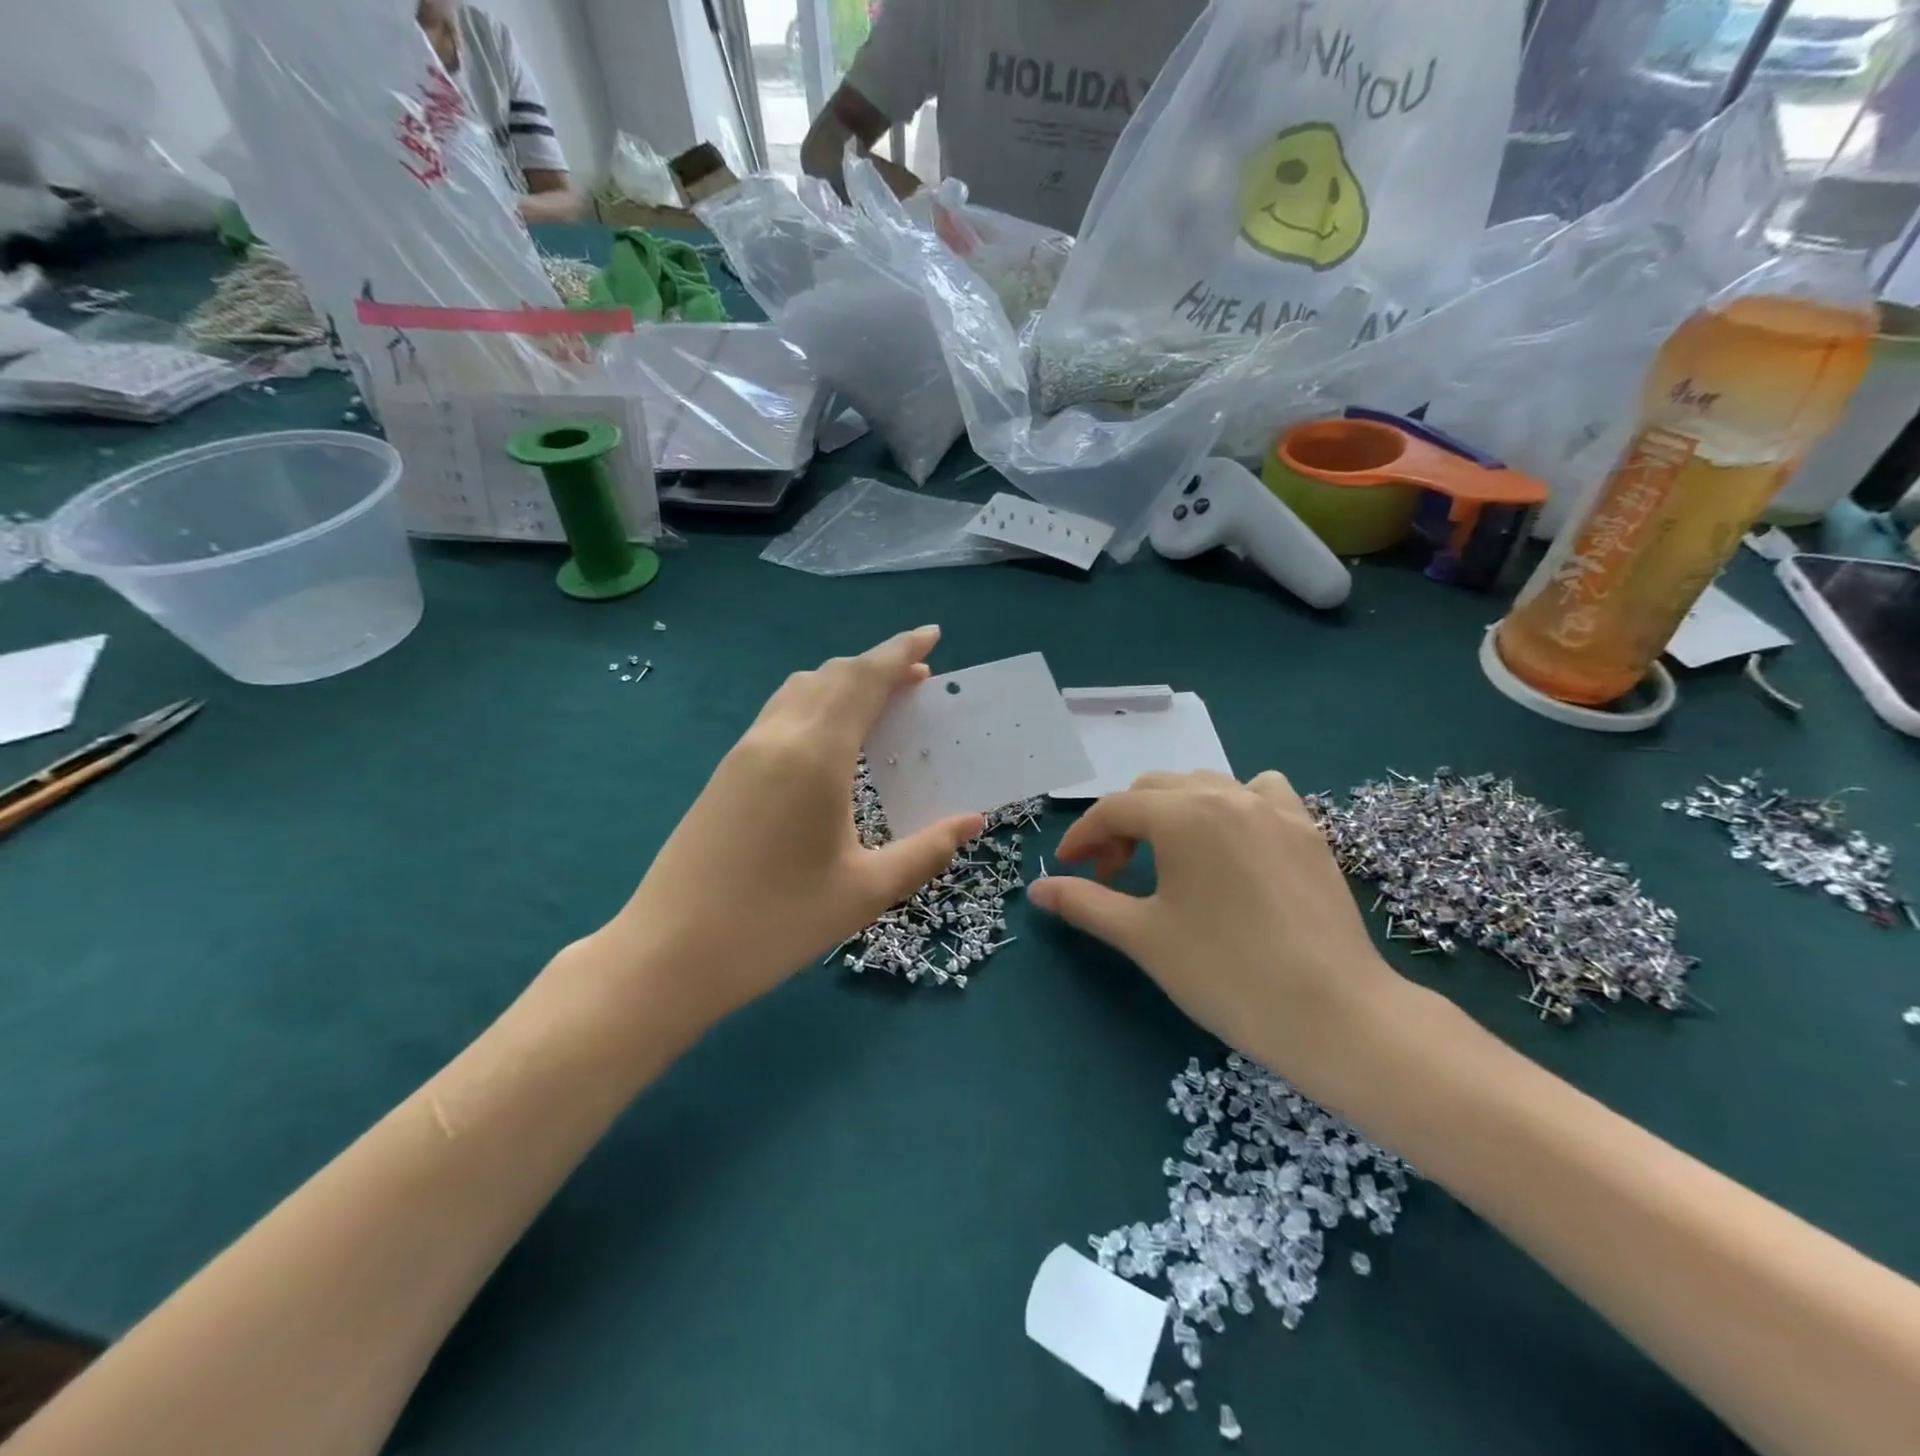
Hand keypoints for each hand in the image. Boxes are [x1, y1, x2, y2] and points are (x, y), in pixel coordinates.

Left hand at [603, 627, 982, 1031]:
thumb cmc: (776, 923)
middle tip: (919, 676)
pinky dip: (816, 703)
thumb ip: (926, 851)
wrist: (669, 953)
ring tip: (879, 702)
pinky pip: (779, 713)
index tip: (932, 634)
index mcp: (816, 755)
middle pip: (833, 675)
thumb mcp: (866, 892)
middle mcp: (778, 737)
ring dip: (843, 681)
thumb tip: (973, 822)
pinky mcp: (726, 772)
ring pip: (800, 689)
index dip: (901, 652)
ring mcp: (744, 751)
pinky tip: (830, 740)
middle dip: (879, 665)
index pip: (866, 680)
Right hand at [1028, 771, 1400, 1101]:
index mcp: (1182, 814)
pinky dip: (1233, 804)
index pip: (1114, 809)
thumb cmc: (1225, 973)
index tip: (1068, 869)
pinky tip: (1234, 840)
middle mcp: (1226, 795)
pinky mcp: (1308, 830)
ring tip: (1168, 856)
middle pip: (1154, 791)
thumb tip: (1038, 889)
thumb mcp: (1143, 937)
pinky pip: (1260, 793)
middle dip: (1123, 825)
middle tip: (1113, 874)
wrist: (1334, 1014)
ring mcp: (1274, 809)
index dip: (1083, 837)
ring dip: (1172, 810)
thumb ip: (1085, 903)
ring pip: (1204, 785)